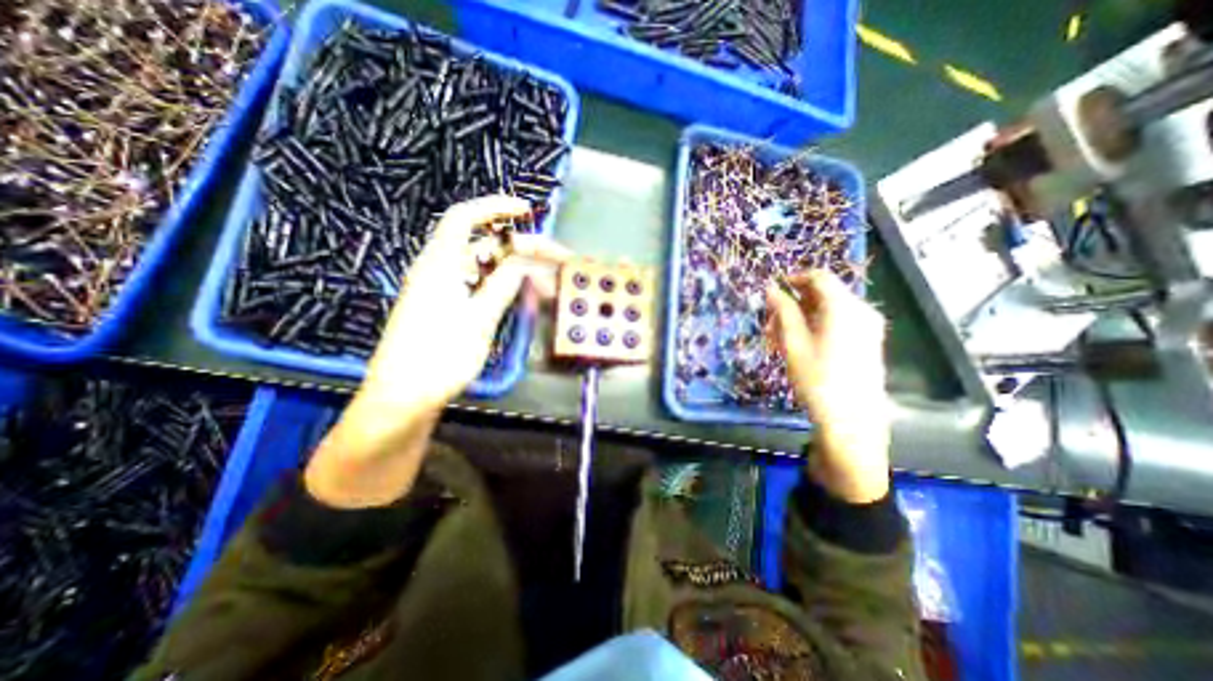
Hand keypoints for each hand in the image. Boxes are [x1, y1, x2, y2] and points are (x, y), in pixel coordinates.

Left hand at [303, 194, 568, 506]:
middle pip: (483, 245)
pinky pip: (479, 287)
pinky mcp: (447, 308)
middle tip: (554, 258)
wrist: (404, 398)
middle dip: (520, 248)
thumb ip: (502, 286)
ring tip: (545, 283)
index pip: (464, 219)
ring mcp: (443, 290)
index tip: (526, 210)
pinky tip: (521, 297)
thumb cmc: (438, 357)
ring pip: (484, 268)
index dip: (495, 207)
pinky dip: (502, 288)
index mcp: (440, 265)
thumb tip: (523, 261)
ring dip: (515, 271)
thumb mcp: (478, 320)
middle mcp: (439, 271)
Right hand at [767, 270, 889, 502]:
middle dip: (794, 303)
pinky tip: (799, 346)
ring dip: (802, 317)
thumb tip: (771, 289)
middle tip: (770, 322)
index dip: (794, 279)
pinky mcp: (868, 342)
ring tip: (779, 338)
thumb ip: (783, 311)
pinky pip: (839, 324)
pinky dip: (816, 327)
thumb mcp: (793, 343)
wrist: (852, 421)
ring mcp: (868, 327)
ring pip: (829, 310)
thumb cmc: (817, 379)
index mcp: (844, 307)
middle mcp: (861, 311)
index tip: (773, 291)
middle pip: (824, 294)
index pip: (819, 277)